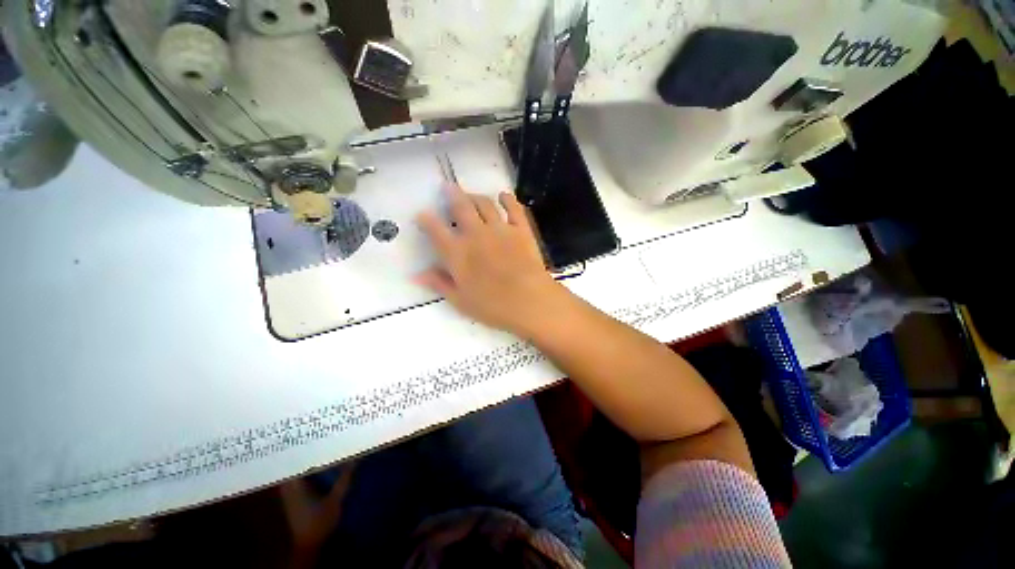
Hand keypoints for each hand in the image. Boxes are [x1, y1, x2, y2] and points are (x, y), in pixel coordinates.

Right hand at [415, 184, 567, 336]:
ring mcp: (500, 229)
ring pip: (485, 203)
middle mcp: (476, 234)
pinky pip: (513, 208)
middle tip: (448, 187)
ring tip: (471, 195)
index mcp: (457, 253)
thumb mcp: (460, 301)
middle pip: (461, 207)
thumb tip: (416, 274)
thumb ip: (439, 284)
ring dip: (476, 196)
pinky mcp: (521, 229)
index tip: (422, 214)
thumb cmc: (493, 306)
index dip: (426, 219)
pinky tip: (503, 196)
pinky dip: (507, 199)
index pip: (435, 230)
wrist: (529, 301)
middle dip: (452, 194)